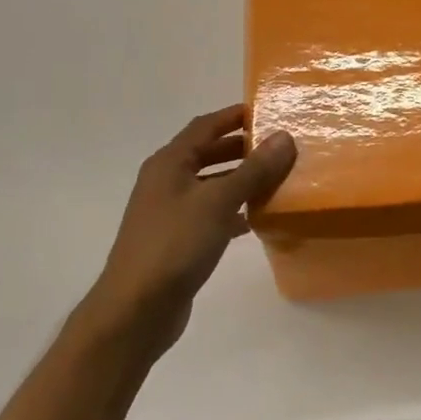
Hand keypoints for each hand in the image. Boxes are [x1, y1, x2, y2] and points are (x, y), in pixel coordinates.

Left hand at [84, 105, 296, 355]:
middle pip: (207, 153)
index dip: (234, 116)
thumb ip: (253, 170)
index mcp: (169, 163)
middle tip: (279, 146)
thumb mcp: (218, 201)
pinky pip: (210, 213)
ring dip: (240, 179)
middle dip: (242, 148)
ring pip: (210, 184)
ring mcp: (169, 212)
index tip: (267, 111)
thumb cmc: (175, 244)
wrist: (136, 308)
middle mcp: (166, 181)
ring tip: (276, 179)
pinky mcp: (177, 240)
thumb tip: (284, 137)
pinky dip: (232, 210)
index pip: (205, 126)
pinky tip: (255, 219)